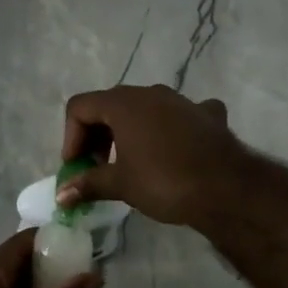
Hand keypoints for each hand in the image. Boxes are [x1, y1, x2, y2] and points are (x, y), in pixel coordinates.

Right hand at [59, 84, 249, 227]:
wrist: (226, 187)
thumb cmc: (164, 181)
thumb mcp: (121, 184)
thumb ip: (88, 184)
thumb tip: (61, 194)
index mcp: (123, 103)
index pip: (80, 107)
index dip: (71, 137)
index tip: (77, 168)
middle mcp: (150, 93)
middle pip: (110, 105)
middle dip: (97, 135)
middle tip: (98, 168)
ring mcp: (181, 100)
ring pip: (144, 108)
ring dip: (130, 132)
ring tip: (132, 164)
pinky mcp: (206, 114)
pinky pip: (180, 115)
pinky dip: (170, 129)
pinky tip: (176, 149)